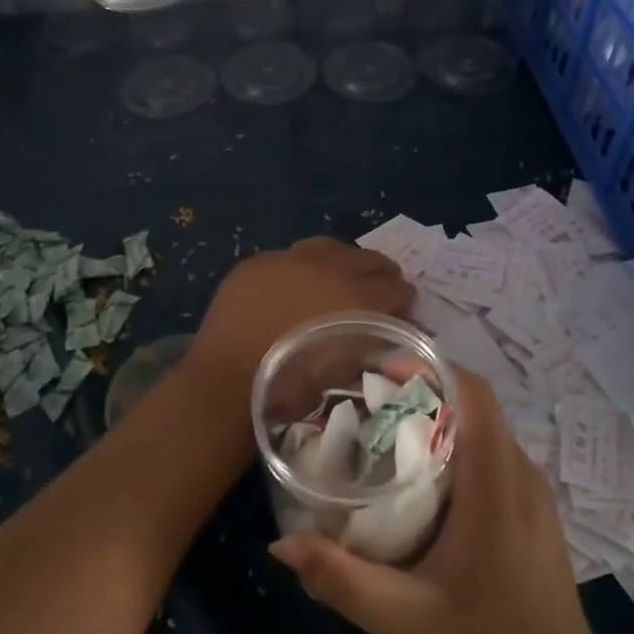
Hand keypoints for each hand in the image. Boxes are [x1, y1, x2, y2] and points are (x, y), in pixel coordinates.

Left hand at [182, 237, 412, 395]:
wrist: (228, 379)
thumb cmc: (291, 387)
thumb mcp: (345, 370)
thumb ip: (374, 345)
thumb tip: (394, 335)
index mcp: (355, 296)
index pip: (394, 288)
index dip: (404, 299)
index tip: (405, 309)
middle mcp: (327, 268)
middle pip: (366, 259)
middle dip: (380, 273)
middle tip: (382, 287)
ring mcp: (288, 260)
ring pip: (328, 247)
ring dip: (343, 260)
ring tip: (343, 275)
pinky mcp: (257, 262)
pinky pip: (289, 255)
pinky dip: (303, 266)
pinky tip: (299, 281)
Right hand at [268, 366, 610, 633]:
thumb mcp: (404, 621)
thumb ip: (341, 580)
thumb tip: (282, 542)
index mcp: (495, 485)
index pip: (474, 394)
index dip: (430, 368)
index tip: (381, 370)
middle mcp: (520, 474)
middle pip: (475, 403)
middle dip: (424, 389)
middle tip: (369, 400)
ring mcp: (532, 491)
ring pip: (485, 427)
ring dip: (441, 415)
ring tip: (388, 430)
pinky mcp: (532, 509)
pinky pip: (493, 452)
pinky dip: (457, 442)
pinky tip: (422, 476)